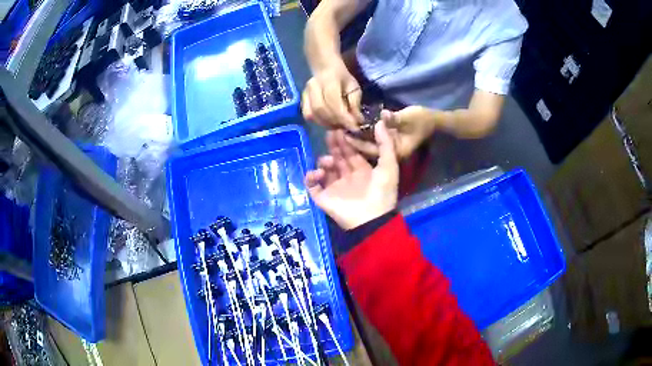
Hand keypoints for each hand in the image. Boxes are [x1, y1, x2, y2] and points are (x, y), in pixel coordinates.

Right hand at [302, 61, 363, 130]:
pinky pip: (308, 115)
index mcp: (329, 80)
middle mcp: (314, 86)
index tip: (354, 128)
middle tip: (347, 127)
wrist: (326, 70)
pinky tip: (328, 123)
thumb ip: (355, 104)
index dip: (344, 118)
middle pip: (322, 109)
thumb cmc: (343, 79)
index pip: (334, 102)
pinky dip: (319, 122)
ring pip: (314, 114)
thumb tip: (357, 122)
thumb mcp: (354, 88)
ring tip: (339, 126)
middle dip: (336, 122)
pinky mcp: (302, 100)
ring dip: (328, 124)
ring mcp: (305, 93)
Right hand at [305, 120, 398, 229]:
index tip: (340, 128)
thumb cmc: (382, 192)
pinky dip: (311, 177)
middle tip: (330, 133)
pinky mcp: (323, 197)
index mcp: (362, 170)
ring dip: (324, 161)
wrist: (371, 218)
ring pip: (324, 169)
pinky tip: (319, 173)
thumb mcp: (389, 165)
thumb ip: (385, 144)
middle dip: (333, 145)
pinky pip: (312, 184)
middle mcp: (347, 177)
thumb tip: (381, 122)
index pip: (350, 152)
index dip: (346, 141)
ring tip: (329, 162)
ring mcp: (334, 187)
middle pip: (336, 157)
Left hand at [345, 106, 437, 158]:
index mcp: (397, 152)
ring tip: (337, 131)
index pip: (372, 150)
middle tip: (334, 133)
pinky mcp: (388, 143)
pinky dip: (361, 136)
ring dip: (353, 140)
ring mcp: (389, 150)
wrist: (433, 121)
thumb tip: (383, 115)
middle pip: (366, 151)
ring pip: (367, 147)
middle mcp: (391, 155)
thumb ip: (396, 119)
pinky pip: (371, 142)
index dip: (357, 143)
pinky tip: (349, 129)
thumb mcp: (410, 117)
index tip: (343, 134)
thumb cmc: (423, 120)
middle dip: (350, 143)